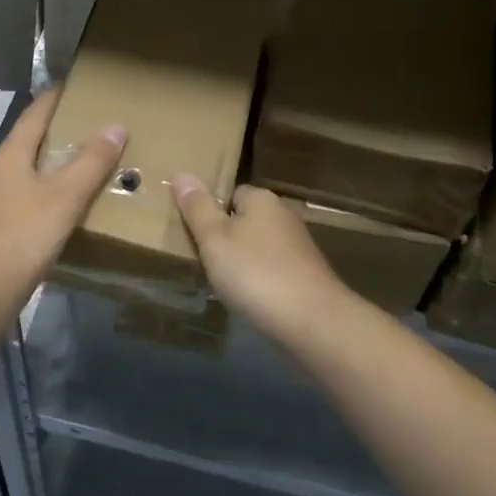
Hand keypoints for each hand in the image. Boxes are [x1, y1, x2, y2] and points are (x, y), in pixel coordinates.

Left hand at [0, 90, 125, 298]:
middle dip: (59, 130)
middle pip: (30, 140)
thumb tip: (116, 126)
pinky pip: (28, 195)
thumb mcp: (64, 196)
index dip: (55, 98)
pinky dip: (49, 189)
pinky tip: (67, 203)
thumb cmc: (22, 235)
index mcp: (11, 155)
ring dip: (54, 162)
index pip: (35, 114)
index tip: (77, 86)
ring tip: (87, 161)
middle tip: (93, 124)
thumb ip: (91, 162)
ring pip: (29, 169)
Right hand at [171, 178, 347, 337]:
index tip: (194, 233)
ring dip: (243, 262)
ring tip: (221, 283)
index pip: (231, 193)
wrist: (313, 322)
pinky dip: (259, 281)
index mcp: (262, 199)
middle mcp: (283, 216)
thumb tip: (182, 174)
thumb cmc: (256, 273)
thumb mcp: (214, 239)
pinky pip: (273, 270)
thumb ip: (197, 207)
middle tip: (202, 260)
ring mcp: (299, 248)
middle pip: (245, 220)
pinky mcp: (307, 276)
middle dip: (226, 237)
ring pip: (259, 247)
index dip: (211, 211)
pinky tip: (249, 299)